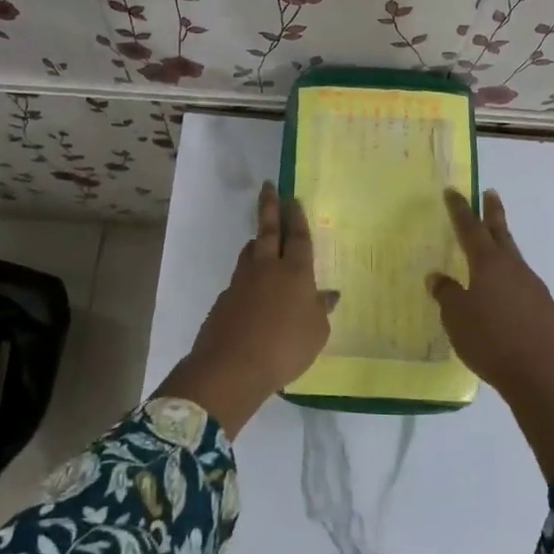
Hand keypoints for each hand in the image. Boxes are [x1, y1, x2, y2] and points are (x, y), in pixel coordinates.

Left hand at [154, 182, 333, 435]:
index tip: (293, 198)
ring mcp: (242, 281)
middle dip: (270, 207)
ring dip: (257, 239)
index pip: (298, 237)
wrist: (232, 366)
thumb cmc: (285, 348)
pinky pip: (240, 278)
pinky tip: (251, 287)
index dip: (297, 217)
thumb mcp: (316, 333)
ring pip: (251, 251)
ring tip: (260, 235)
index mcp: (296, 272)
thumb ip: (320, 311)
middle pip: (269, 231)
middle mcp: (268, 268)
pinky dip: (248, 274)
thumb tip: (328, 295)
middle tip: (268, 187)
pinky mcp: (225, 298)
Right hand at [428, 188, 553, 479]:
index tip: (453, 191)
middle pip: (501, 233)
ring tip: (491, 249)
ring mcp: (533, 286)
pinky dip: (510, 279)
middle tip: (489, 193)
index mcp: (488, 264)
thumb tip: (438, 277)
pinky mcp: (545, 307)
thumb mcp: (457, 318)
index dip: (460, 209)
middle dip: (492, 212)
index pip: (470, 228)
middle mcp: (513, 267)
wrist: (541, 375)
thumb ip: (446, 294)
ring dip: (502, 247)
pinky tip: (504, 294)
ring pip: (513, 258)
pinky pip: (522, 283)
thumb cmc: (491, 342)